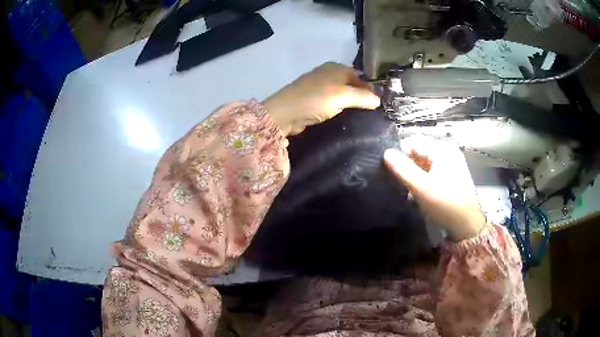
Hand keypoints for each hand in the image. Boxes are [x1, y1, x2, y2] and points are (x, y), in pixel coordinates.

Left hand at [263, 62, 380, 135]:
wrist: (285, 113)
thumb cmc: (316, 99)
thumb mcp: (343, 96)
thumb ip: (362, 97)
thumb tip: (378, 100)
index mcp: (336, 67)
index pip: (360, 77)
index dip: (369, 90)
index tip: (378, 106)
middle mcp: (328, 74)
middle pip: (351, 85)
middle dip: (360, 98)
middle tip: (372, 114)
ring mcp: (319, 87)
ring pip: (341, 95)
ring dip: (350, 105)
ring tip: (361, 118)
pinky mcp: (313, 100)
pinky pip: (332, 103)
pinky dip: (339, 109)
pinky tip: (345, 119)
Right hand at [383, 136, 485, 240]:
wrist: (467, 226)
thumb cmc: (445, 205)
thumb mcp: (422, 188)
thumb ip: (403, 169)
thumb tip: (386, 152)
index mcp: (442, 149)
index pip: (413, 141)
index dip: (400, 154)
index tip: (390, 171)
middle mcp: (448, 151)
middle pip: (420, 150)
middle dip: (407, 164)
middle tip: (398, 181)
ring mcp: (452, 162)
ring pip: (425, 160)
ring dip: (414, 172)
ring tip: (407, 188)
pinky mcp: (452, 174)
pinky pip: (432, 169)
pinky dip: (423, 177)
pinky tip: (419, 191)